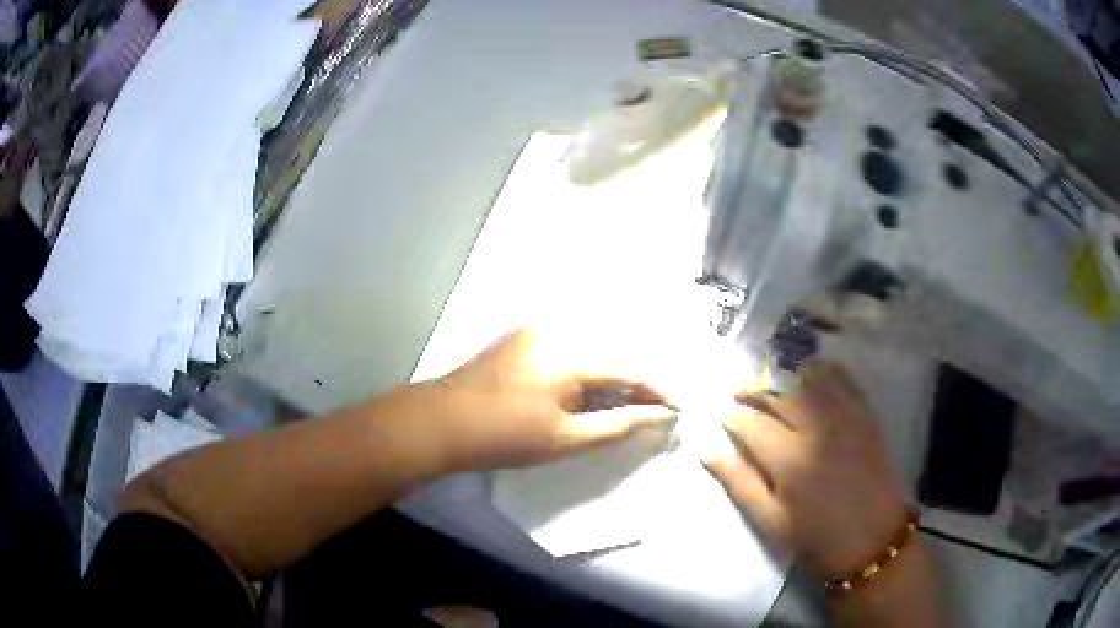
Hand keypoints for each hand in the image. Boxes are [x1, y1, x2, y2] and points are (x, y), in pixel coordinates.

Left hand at [410, 327, 676, 471]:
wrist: (441, 422)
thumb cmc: (504, 436)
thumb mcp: (565, 439)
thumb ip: (617, 425)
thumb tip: (658, 416)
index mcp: (571, 354)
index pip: (629, 368)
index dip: (657, 389)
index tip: (678, 406)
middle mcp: (557, 330)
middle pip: (611, 354)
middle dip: (635, 382)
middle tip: (653, 408)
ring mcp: (535, 330)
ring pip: (590, 349)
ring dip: (611, 375)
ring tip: (626, 402)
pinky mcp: (520, 337)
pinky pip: (567, 347)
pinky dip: (586, 368)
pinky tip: (589, 389)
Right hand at [704, 360, 906, 581]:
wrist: (874, 539)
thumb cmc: (817, 537)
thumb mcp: (771, 521)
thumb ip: (740, 483)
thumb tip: (708, 452)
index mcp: (789, 459)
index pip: (752, 424)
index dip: (733, 417)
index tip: (723, 415)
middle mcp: (816, 428)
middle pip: (779, 396)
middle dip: (754, 390)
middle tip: (739, 393)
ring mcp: (845, 417)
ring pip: (809, 380)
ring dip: (786, 376)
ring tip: (772, 382)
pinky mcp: (866, 415)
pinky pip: (844, 380)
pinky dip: (825, 369)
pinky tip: (813, 370)